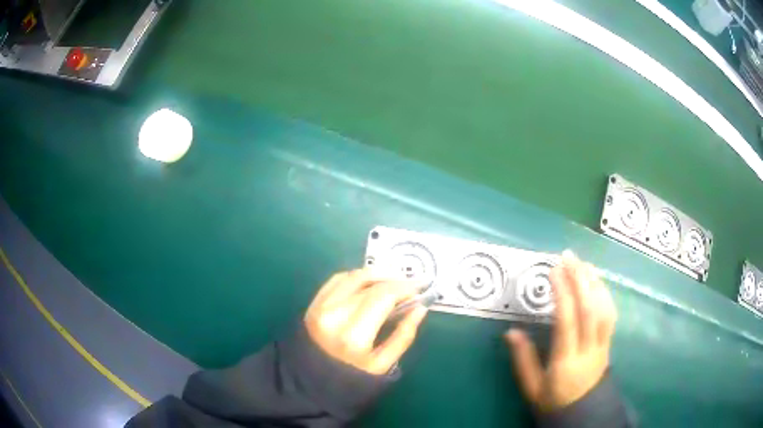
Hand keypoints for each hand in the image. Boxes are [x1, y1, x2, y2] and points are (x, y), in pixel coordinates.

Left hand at [305, 269, 428, 374]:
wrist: (310, 381)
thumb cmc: (350, 379)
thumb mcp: (383, 365)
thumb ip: (404, 335)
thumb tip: (420, 307)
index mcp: (354, 335)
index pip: (383, 296)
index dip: (405, 287)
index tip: (420, 289)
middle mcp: (334, 314)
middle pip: (369, 283)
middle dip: (394, 280)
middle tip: (410, 286)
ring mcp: (320, 307)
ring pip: (353, 276)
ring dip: (376, 275)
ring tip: (392, 283)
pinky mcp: (313, 304)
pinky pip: (337, 279)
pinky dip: (356, 278)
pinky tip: (368, 284)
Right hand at [506, 251, 616, 411]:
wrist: (583, 412)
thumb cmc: (554, 400)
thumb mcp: (532, 388)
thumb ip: (523, 359)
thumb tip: (511, 331)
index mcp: (566, 361)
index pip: (567, 321)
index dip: (562, 293)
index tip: (553, 270)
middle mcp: (588, 348)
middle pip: (589, 309)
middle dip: (580, 279)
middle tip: (568, 257)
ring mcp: (603, 344)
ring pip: (604, 308)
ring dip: (594, 281)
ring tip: (583, 263)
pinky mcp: (609, 341)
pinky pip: (611, 313)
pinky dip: (605, 293)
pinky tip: (597, 281)